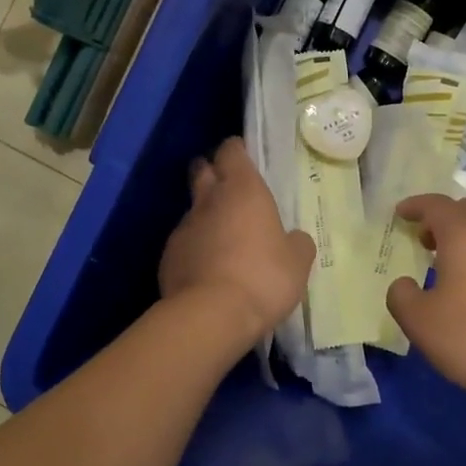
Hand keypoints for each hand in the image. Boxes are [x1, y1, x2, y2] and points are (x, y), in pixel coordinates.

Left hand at [160, 137, 314, 346]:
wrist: (210, 316)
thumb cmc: (263, 277)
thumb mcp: (297, 262)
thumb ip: (296, 243)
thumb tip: (292, 239)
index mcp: (243, 190)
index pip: (232, 151)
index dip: (237, 150)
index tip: (245, 156)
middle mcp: (209, 201)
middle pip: (202, 170)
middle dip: (212, 171)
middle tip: (229, 186)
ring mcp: (184, 228)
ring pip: (193, 210)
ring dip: (206, 216)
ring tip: (224, 238)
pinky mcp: (168, 257)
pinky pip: (185, 243)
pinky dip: (196, 248)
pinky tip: (210, 269)